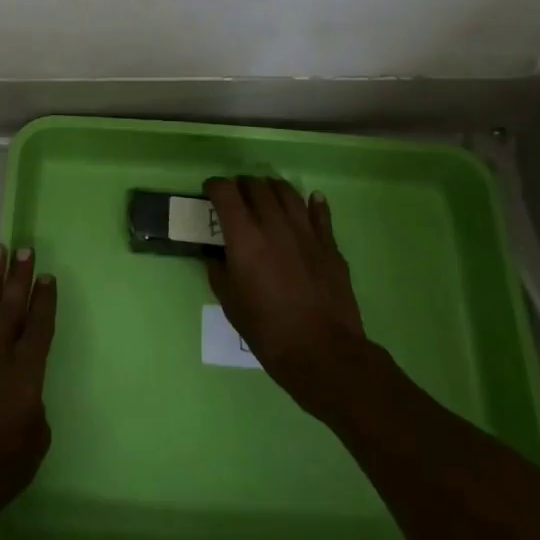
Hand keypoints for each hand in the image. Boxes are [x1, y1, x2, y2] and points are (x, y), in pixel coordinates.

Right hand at [205, 176, 370, 418]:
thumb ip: (219, 272)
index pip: (226, 193)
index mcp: (245, 238)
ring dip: (272, 188)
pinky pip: (320, 213)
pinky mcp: (329, 244)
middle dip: (241, 185)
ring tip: (266, 194)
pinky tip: (311, 200)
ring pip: (287, 192)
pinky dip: (313, 203)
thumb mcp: (231, 305)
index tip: (210, 191)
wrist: (324, 353)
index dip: (214, 186)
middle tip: (236, 196)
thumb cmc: (269, 332)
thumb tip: (216, 255)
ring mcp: (305, 232)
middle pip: (256, 186)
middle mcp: (274, 225)